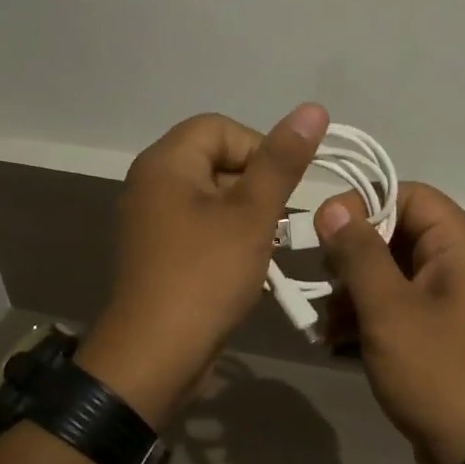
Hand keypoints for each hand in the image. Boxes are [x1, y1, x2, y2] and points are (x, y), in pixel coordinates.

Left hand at [76, 104, 329, 426]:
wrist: (155, 355)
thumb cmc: (206, 276)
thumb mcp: (252, 215)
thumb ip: (281, 161)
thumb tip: (313, 108)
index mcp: (166, 162)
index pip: (221, 128)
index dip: (260, 148)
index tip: (284, 188)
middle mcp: (151, 183)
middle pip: (215, 160)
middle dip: (256, 186)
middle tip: (280, 221)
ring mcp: (151, 220)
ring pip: (212, 197)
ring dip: (247, 215)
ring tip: (267, 247)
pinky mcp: (158, 252)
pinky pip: (200, 227)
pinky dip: (228, 237)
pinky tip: (248, 267)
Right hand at [316, 183, 464, 463]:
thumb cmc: (436, 370)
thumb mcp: (388, 308)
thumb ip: (358, 253)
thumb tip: (332, 206)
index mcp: (459, 246)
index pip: (410, 195)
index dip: (365, 202)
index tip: (326, 228)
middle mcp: (458, 264)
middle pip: (396, 233)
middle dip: (352, 254)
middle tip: (322, 278)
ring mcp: (448, 300)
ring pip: (390, 271)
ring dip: (352, 290)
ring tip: (324, 320)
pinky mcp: (436, 331)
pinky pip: (395, 304)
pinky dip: (366, 315)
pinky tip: (335, 339)